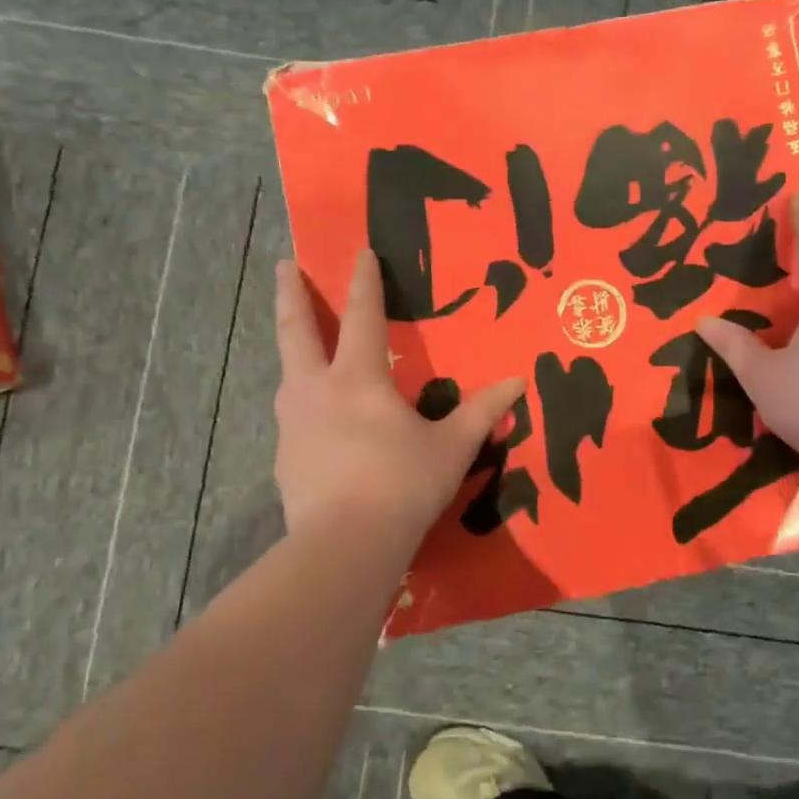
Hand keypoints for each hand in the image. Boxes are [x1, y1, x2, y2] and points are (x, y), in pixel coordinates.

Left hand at [273, 250, 523, 542]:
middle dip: (289, 294)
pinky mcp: (284, 459)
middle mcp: (315, 391)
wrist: (344, 547)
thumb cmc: (403, 485)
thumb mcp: (452, 447)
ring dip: (295, 352)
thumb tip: (517, 383)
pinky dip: (303, 407)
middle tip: (281, 266)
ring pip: (288, 375)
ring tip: (304, 349)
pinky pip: (293, 420)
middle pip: (296, 331)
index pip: (362, 316)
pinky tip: (318, 425)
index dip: (363, 281)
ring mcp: (292, 425)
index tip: (359, 251)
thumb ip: (483, 411)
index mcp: (358, 379)